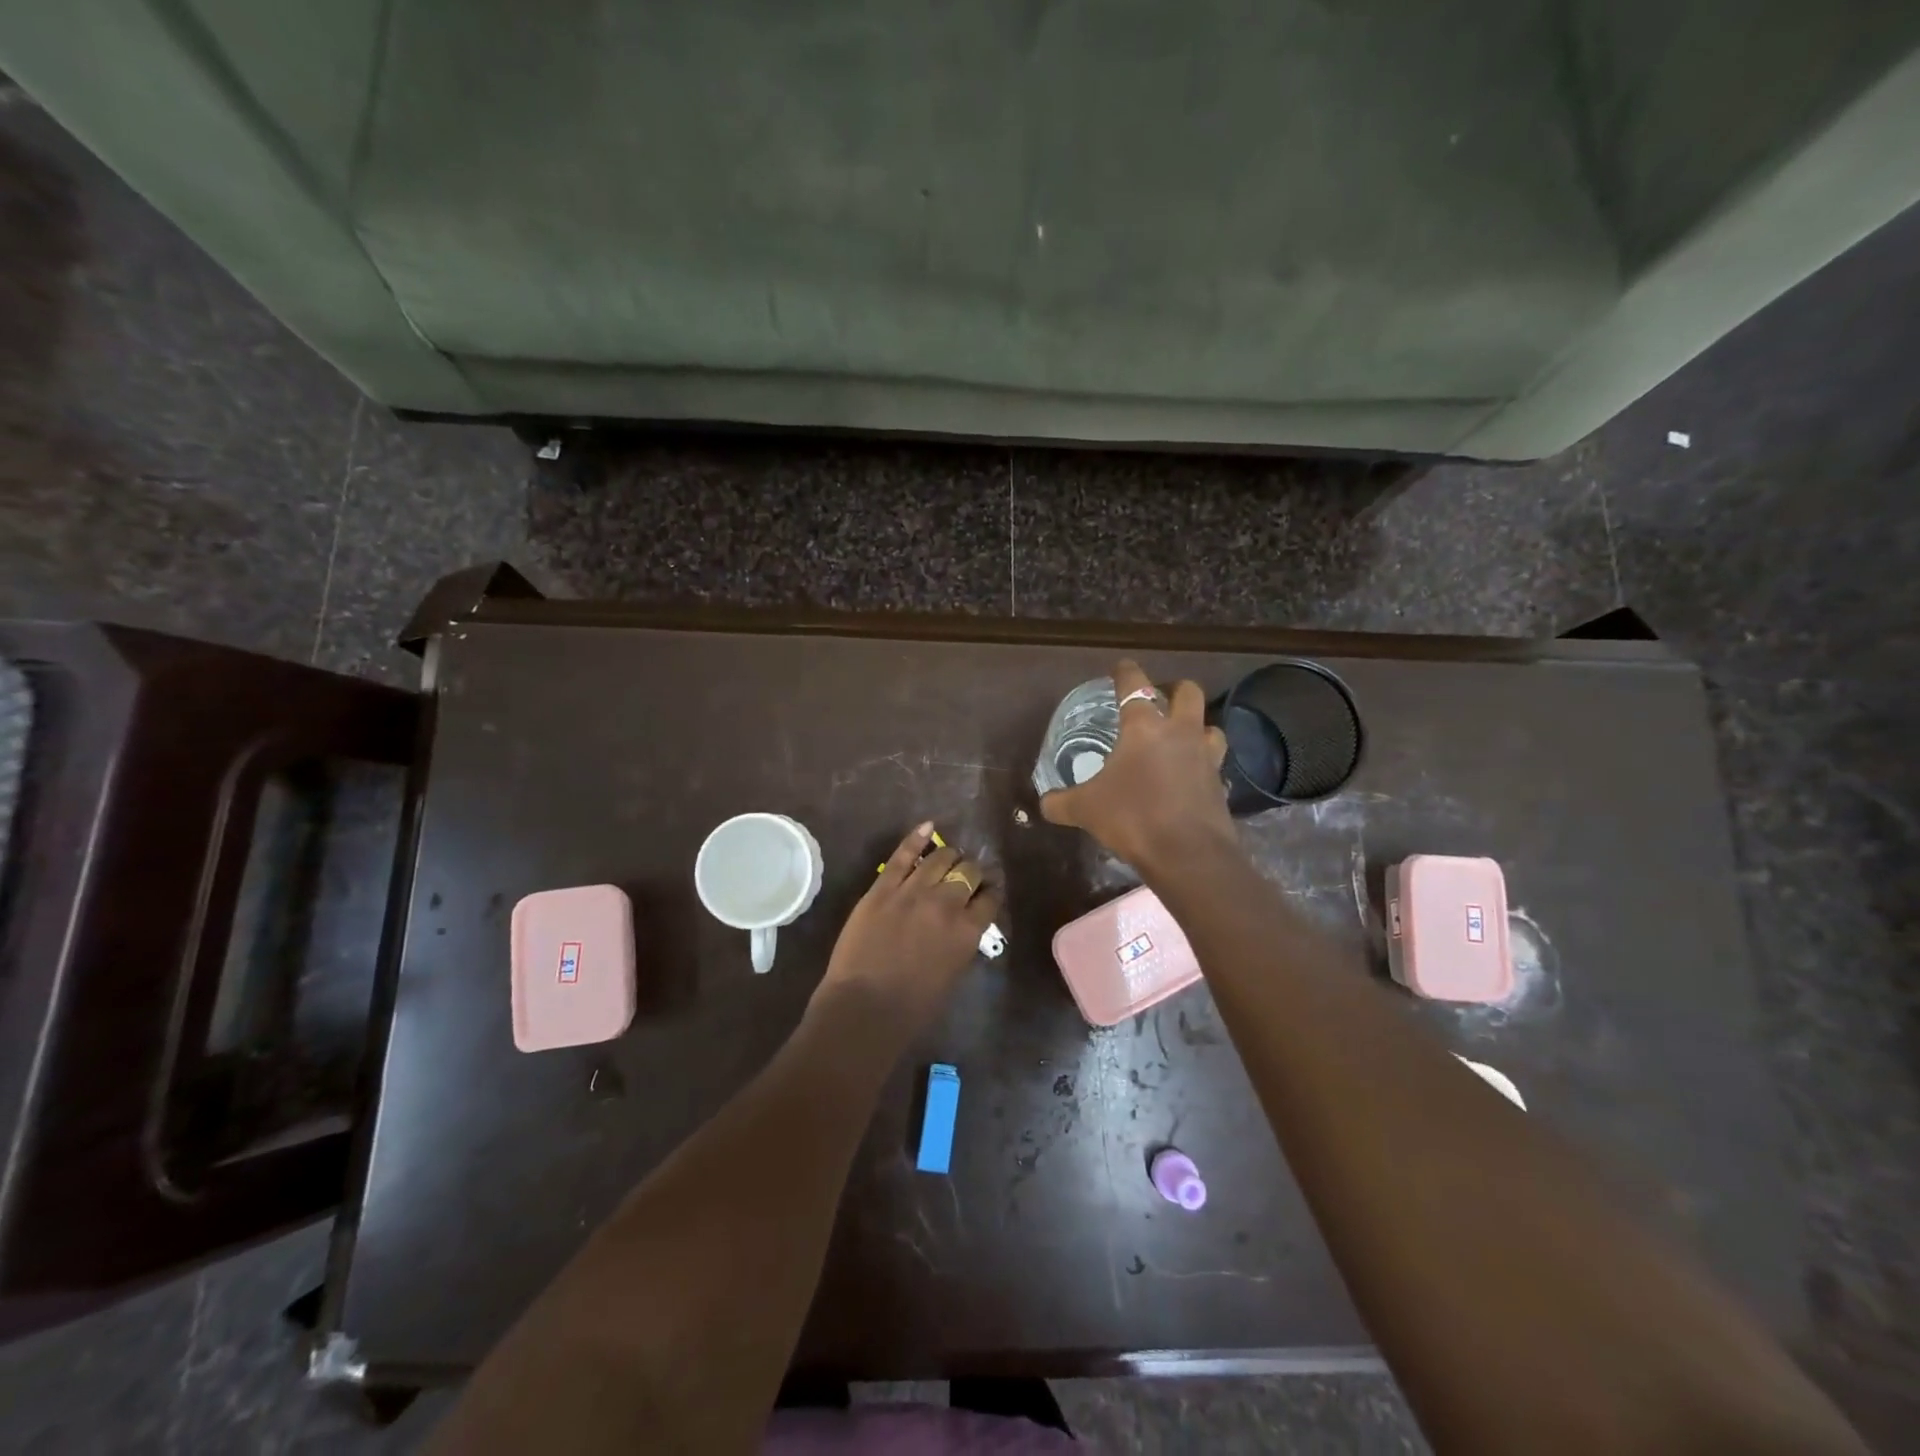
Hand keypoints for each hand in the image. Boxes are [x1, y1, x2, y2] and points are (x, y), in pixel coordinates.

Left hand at [810, 822, 1002, 1036]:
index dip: (991, 891)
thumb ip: (961, 943)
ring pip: (940, 858)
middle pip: (968, 873)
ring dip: (949, 855)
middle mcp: (946, 904)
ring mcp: (912, 892)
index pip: (990, 899)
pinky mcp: (883, 888)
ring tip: (950, 855)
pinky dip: (917, 838)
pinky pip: (902, 855)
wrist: (864, 1007)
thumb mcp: (952, 975)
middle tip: (968, 874)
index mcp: (968, 932)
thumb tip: (964, 924)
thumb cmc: (912, 1007)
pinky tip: (928, 827)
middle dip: (972, 871)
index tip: (989, 890)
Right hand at [1040, 658, 1235, 872]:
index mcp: (1144, 728)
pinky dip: (1203, 765)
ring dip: (1197, 726)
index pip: (1135, 685)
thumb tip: (1044, 803)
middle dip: (1175, 689)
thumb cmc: (1132, 817)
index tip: (1122, 666)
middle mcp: (1180, 733)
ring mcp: (1206, 757)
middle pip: (1188, 692)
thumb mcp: (1085, 810)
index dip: (1126, 671)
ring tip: (1181, 738)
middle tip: (1160, 699)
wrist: (1187, 854)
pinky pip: (1214, 765)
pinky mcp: (1220, 784)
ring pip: (1210, 726)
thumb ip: (1062, 802)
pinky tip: (1190, 779)